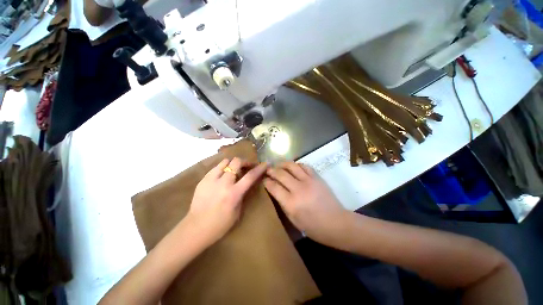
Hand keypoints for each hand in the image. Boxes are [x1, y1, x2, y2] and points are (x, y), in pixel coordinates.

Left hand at [186, 158, 266, 245]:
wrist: (195, 228)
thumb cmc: (220, 224)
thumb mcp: (238, 211)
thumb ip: (243, 194)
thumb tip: (247, 183)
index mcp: (234, 194)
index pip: (250, 176)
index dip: (259, 169)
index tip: (264, 164)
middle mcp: (223, 183)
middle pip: (236, 162)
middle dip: (244, 162)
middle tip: (246, 166)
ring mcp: (211, 180)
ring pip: (225, 161)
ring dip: (232, 164)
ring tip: (234, 169)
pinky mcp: (203, 180)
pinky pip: (215, 168)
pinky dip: (222, 168)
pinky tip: (222, 175)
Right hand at [264, 162, 348, 245]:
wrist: (336, 223)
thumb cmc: (313, 227)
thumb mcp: (293, 220)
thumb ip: (283, 204)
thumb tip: (275, 191)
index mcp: (291, 203)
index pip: (274, 187)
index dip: (266, 181)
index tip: (263, 179)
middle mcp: (298, 189)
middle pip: (280, 174)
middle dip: (271, 170)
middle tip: (268, 170)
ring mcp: (308, 181)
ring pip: (292, 166)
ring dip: (283, 164)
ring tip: (279, 165)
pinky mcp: (317, 177)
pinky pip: (304, 166)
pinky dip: (297, 165)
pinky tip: (294, 167)